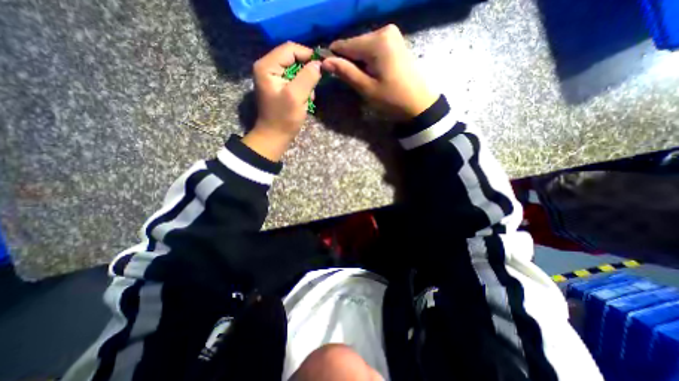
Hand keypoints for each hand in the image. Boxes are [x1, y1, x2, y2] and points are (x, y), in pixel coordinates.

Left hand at [243, 42, 320, 159]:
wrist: (275, 137)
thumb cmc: (284, 118)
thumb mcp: (297, 96)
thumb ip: (308, 77)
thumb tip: (318, 64)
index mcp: (267, 66)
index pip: (290, 49)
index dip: (308, 55)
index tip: (322, 66)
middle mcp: (268, 67)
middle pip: (293, 59)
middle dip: (307, 72)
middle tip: (314, 86)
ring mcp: (273, 78)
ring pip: (296, 71)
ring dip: (306, 83)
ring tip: (309, 97)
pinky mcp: (279, 87)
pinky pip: (295, 81)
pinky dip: (303, 89)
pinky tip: (305, 100)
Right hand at [322, 25, 437, 119]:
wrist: (419, 103)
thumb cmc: (392, 99)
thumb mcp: (366, 88)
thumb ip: (346, 72)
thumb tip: (324, 62)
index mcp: (377, 41)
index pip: (345, 45)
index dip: (334, 58)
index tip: (329, 72)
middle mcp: (384, 30)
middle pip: (355, 44)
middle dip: (349, 61)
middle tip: (352, 81)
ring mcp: (392, 34)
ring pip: (363, 47)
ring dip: (358, 62)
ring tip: (364, 79)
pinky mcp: (395, 41)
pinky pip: (373, 48)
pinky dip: (368, 60)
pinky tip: (372, 73)